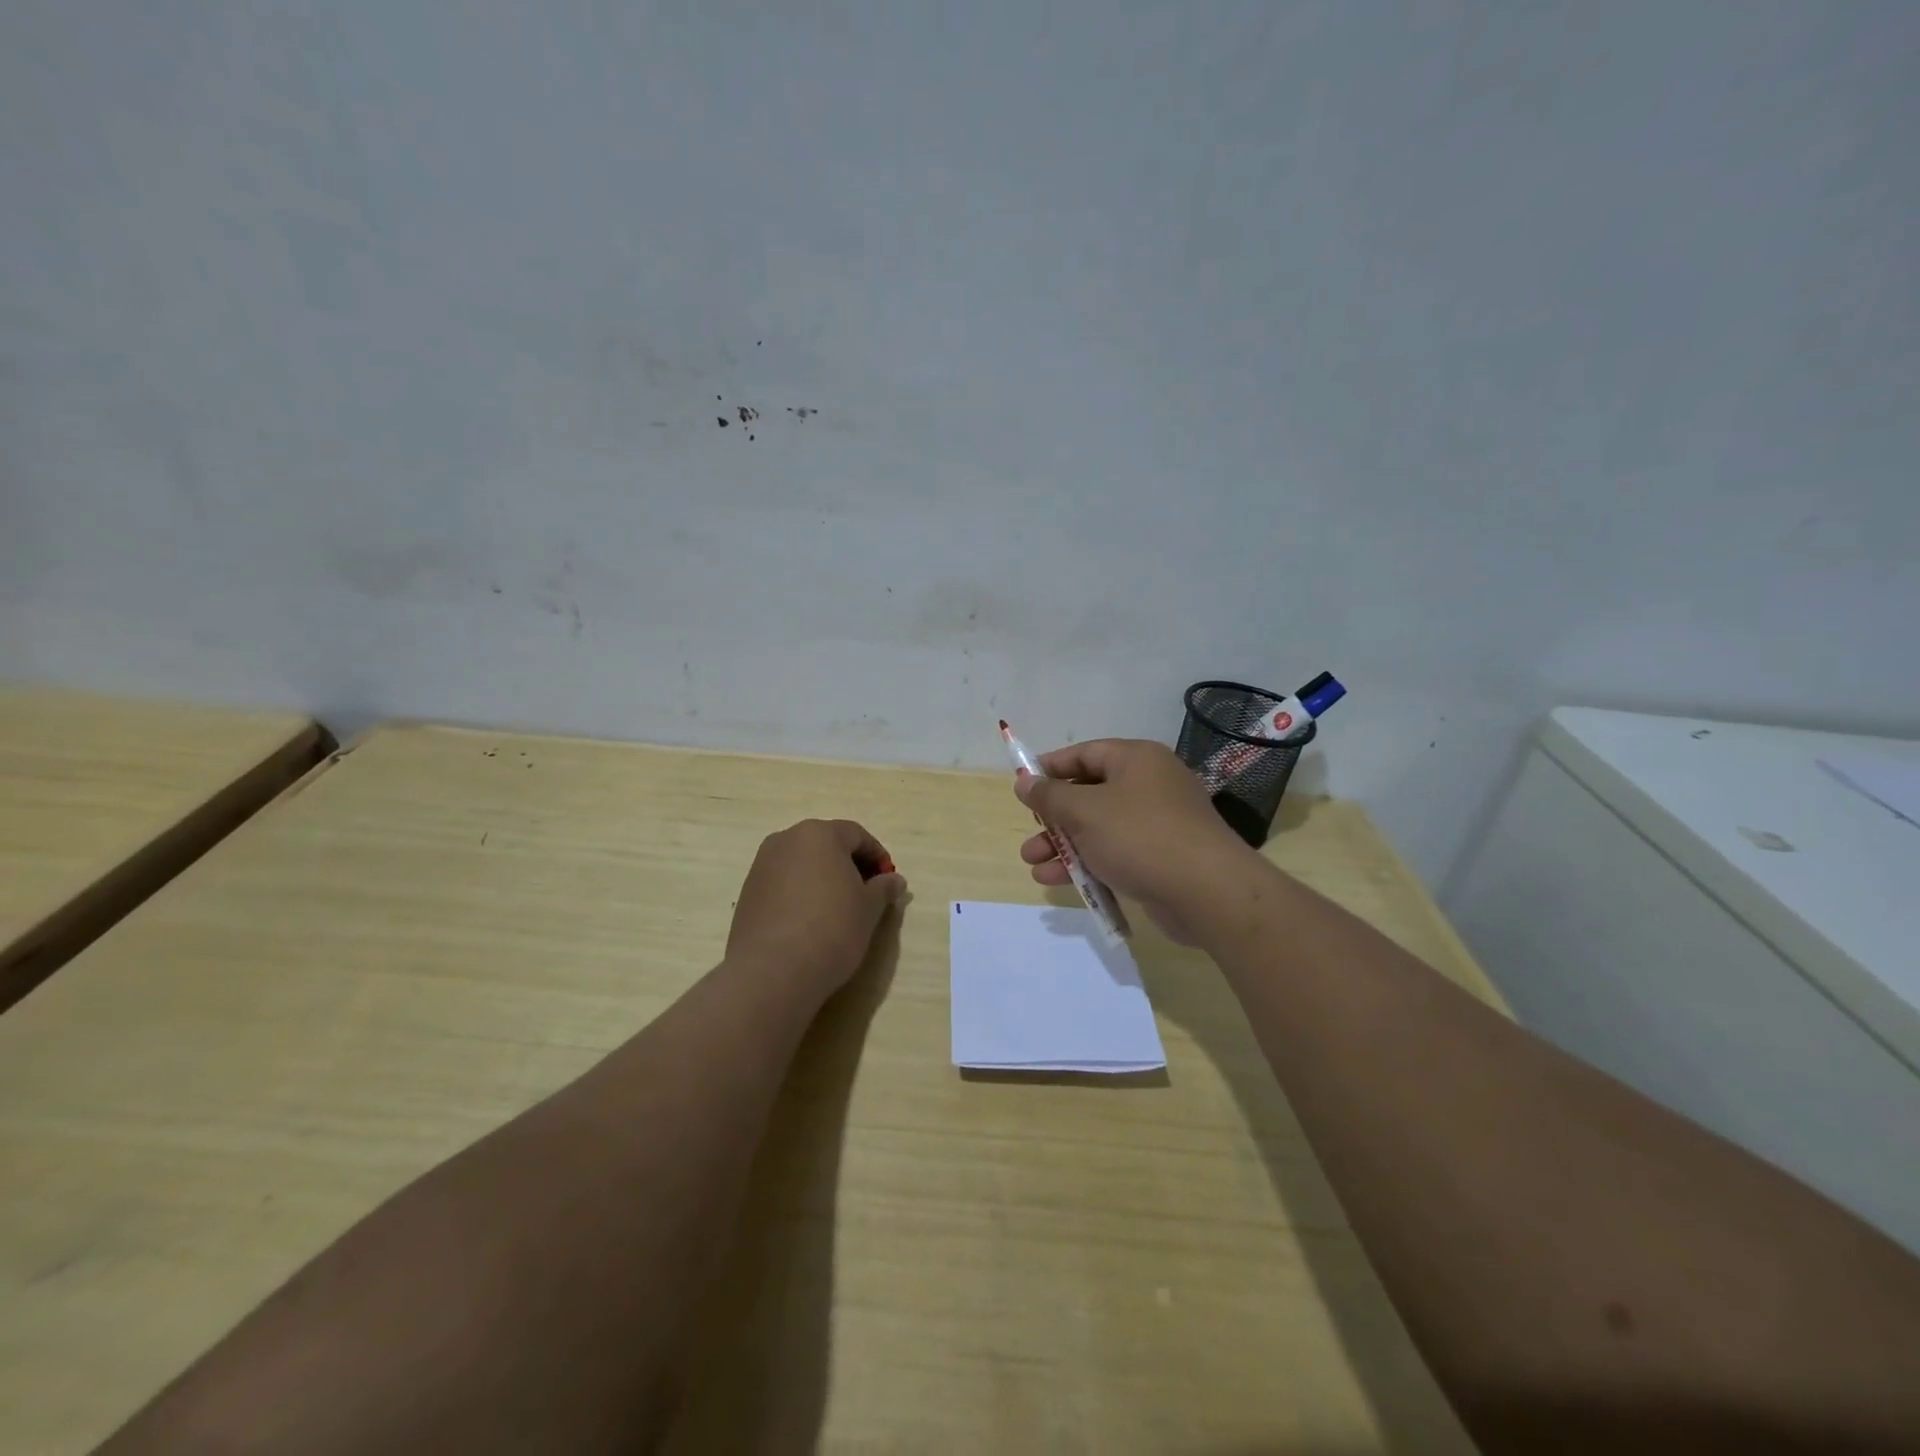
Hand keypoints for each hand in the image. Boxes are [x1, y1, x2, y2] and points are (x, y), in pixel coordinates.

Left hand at [726, 819, 906, 997]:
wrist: (773, 970)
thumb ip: (883, 888)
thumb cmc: (832, 928)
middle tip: (866, 894)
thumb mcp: (869, 909)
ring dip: (823, 879)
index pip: (857, 835)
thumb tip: (895, 881)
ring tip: (838, 910)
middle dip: (849, 865)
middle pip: (826, 845)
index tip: (888, 881)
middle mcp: (786, 840)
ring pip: (802, 864)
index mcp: (819, 834)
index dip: (877, 856)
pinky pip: (783, 884)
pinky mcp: (747, 893)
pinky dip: (800, 894)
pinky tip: (810, 922)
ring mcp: (761, 866)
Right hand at [1016, 739, 1253, 941]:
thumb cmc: (1140, 837)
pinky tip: (1059, 882)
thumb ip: (1049, 796)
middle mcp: (1149, 784)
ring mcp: (1158, 822)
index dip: (1050, 768)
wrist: (1207, 892)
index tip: (1022, 786)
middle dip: (1053, 818)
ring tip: (1033, 865)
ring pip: (1099, 828)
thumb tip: (1024, 782)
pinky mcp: (1161, 857)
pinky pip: (1116, 852)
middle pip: (1089, 793)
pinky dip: (1088, 863)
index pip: (1084, 753)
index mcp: (1136, 759)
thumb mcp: (1084, 812)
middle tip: (1030, 833)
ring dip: (1064, 845)